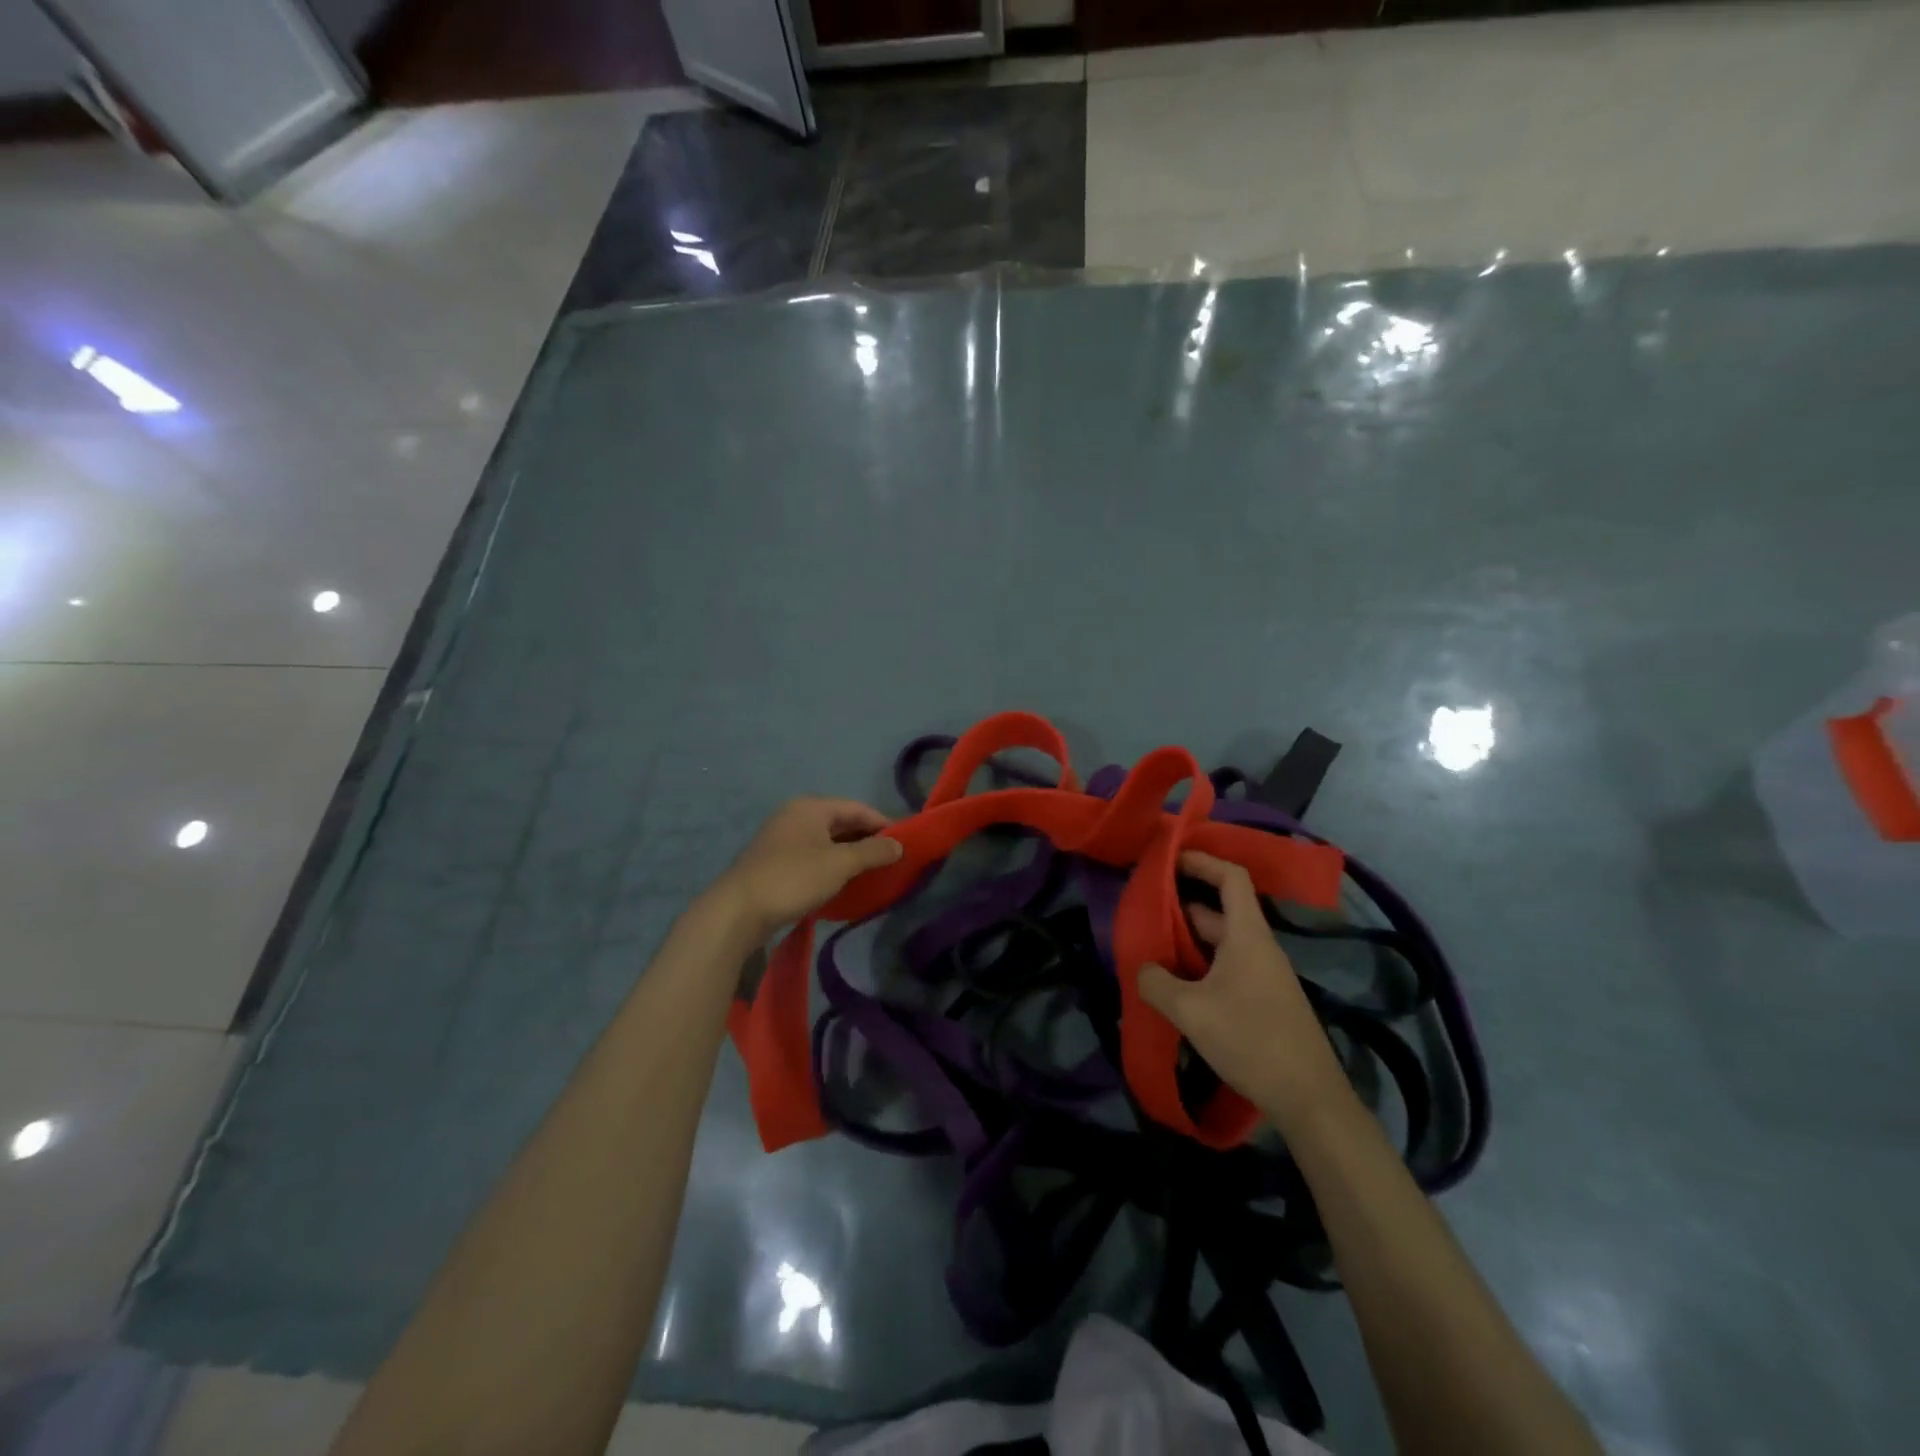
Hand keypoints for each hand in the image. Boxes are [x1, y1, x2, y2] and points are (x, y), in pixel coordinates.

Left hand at [713, 798, 904, 937]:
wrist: (737, 911)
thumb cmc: (793, 878)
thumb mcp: (840, 864)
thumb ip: (873, 852)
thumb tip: (899, 845)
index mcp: (811, 807)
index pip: (858, 808)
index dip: (883, 823)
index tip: (905, 843)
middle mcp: (795, 815)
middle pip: (841, 822)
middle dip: (867, 839)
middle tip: (891, 860)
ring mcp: (782, 838)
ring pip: (826, 841)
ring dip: (850, 854)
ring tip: (872, 873)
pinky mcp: (774, 861)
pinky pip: (813, 856)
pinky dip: (831, 865)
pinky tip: (842, 883)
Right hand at [1139, 850, 1352, 1132]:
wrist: (1309, 1099)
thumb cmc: (1251, 1040)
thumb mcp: (1191, 1011)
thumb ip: (1156, 984)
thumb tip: (1142, 969)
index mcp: (1248, 936)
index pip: (1231, 878)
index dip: (1203, 861)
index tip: (1170, 859)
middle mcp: (1258, 948)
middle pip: (1220, 910)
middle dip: (1182, 906)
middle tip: (1144, 910)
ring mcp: (1264, 975)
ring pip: (1221, 943)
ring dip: (1188, 941)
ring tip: (1151, 948)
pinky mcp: (1264, 1001)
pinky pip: (1227, 967)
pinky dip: (1200, 966)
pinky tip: (1177, 987)